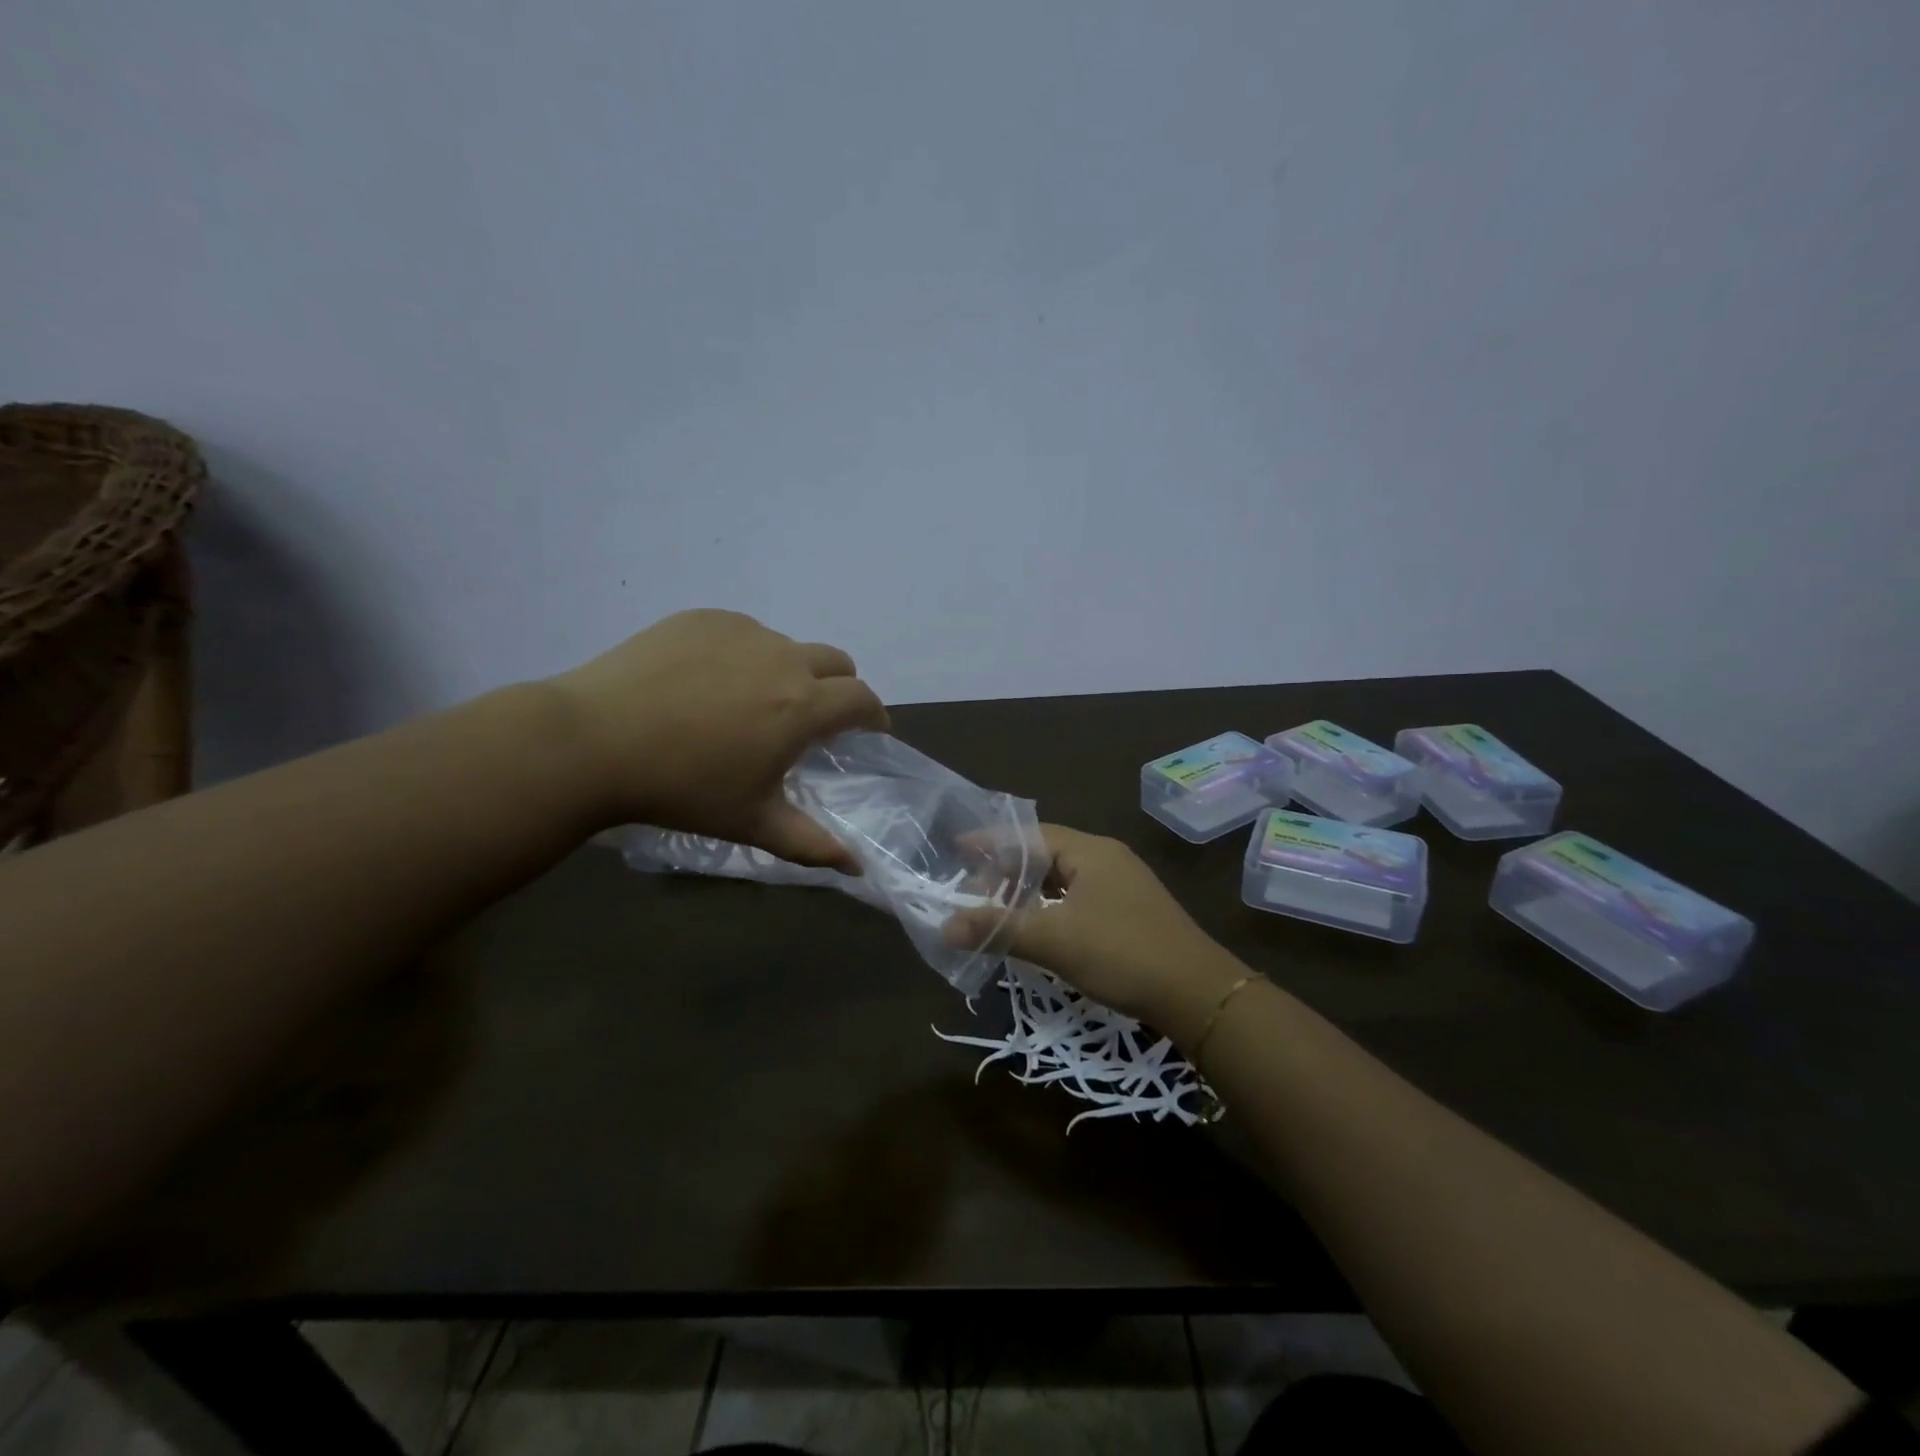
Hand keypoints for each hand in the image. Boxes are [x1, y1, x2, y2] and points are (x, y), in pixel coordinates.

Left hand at [549, 609, 888, 867]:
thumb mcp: (752, 822)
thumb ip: (812, 844)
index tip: (869, 732)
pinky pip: (742, 633)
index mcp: (803, 705)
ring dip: (788, 671)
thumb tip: (857, 867)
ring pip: (786, 646)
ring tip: (748, 704)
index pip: (862, 698)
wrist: (592, 741)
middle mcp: (783, 658)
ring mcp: (741, 632)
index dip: (874, 715)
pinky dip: (743, 655)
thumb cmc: (682, 788)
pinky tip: (707, 684)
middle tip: (815, 719)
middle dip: (840, 687)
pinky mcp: (702, 619)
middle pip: (836, 661)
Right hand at [945, 824, 1243, 1040]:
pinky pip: (1077, 898)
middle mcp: (1106, 859)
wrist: (1198, 994)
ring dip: (1029, 893)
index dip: (991, 842)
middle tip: (973, 895)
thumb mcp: (1054, 940)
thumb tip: (944, 927)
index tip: (957, 850)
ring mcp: (1122, 885)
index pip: (1029, 835)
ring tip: (998, 912)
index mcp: (1090, 851)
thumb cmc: (1122, 953)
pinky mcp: (1129, 911)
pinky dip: (1050, 908)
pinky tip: (1037, 930)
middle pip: (1044, 855)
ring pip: (1062, 879)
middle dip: (1006, 872)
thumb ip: (999, 929)